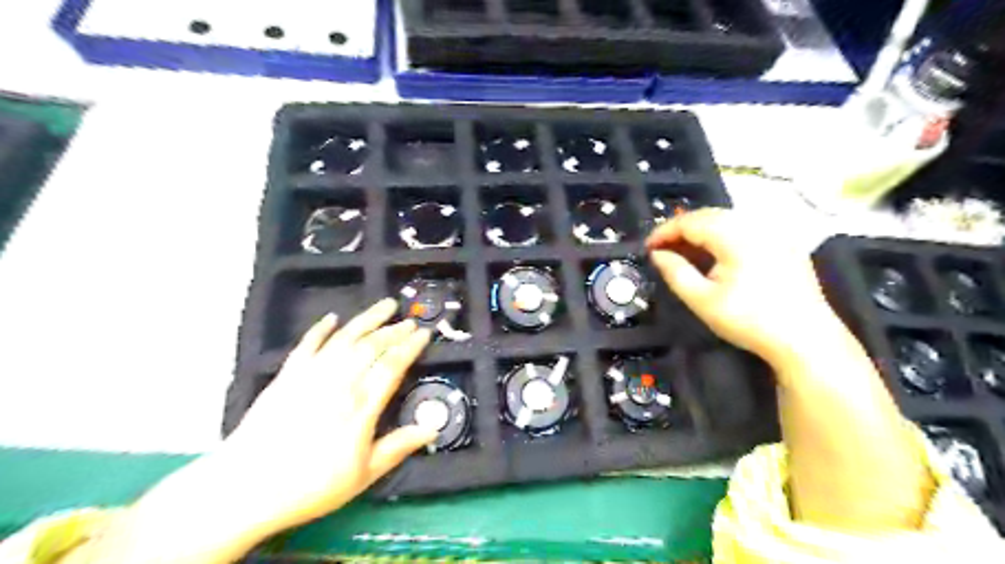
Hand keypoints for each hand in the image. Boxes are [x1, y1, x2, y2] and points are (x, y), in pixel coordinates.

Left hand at [226, 299, 435, 532]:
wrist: (244, 488)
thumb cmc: (310, 485)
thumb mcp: (363, 475)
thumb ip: (398, 447)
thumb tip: (432, 429)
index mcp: (360, 406)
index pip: (392, 365)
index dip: (411, 347)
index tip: (425, 334)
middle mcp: (339, 382)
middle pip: (371, 346)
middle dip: (394, 330)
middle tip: (411, 321)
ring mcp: (310, 375)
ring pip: (345, 338)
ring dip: (367, 319)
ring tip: (385, 306)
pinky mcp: (287, 376)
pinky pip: (307, 344)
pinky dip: (321, 329)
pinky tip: (332, 318)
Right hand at [644, 210, 842, 366]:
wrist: (804, 339)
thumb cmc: (749, 321)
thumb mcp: (702, 300)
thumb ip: (675, 272)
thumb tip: (657, 254)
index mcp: (736, 236)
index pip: (691, 221)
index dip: (665, 231)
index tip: (647, 247)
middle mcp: (756, 225)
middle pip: (709, 215)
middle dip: (681, 229)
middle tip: (662, 249)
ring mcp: (773, 232)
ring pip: (727, 220)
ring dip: (701, 232)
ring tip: (683, 251)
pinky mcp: (784, 244)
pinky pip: (745, 229)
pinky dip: (722, 236)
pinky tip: (713, 254)